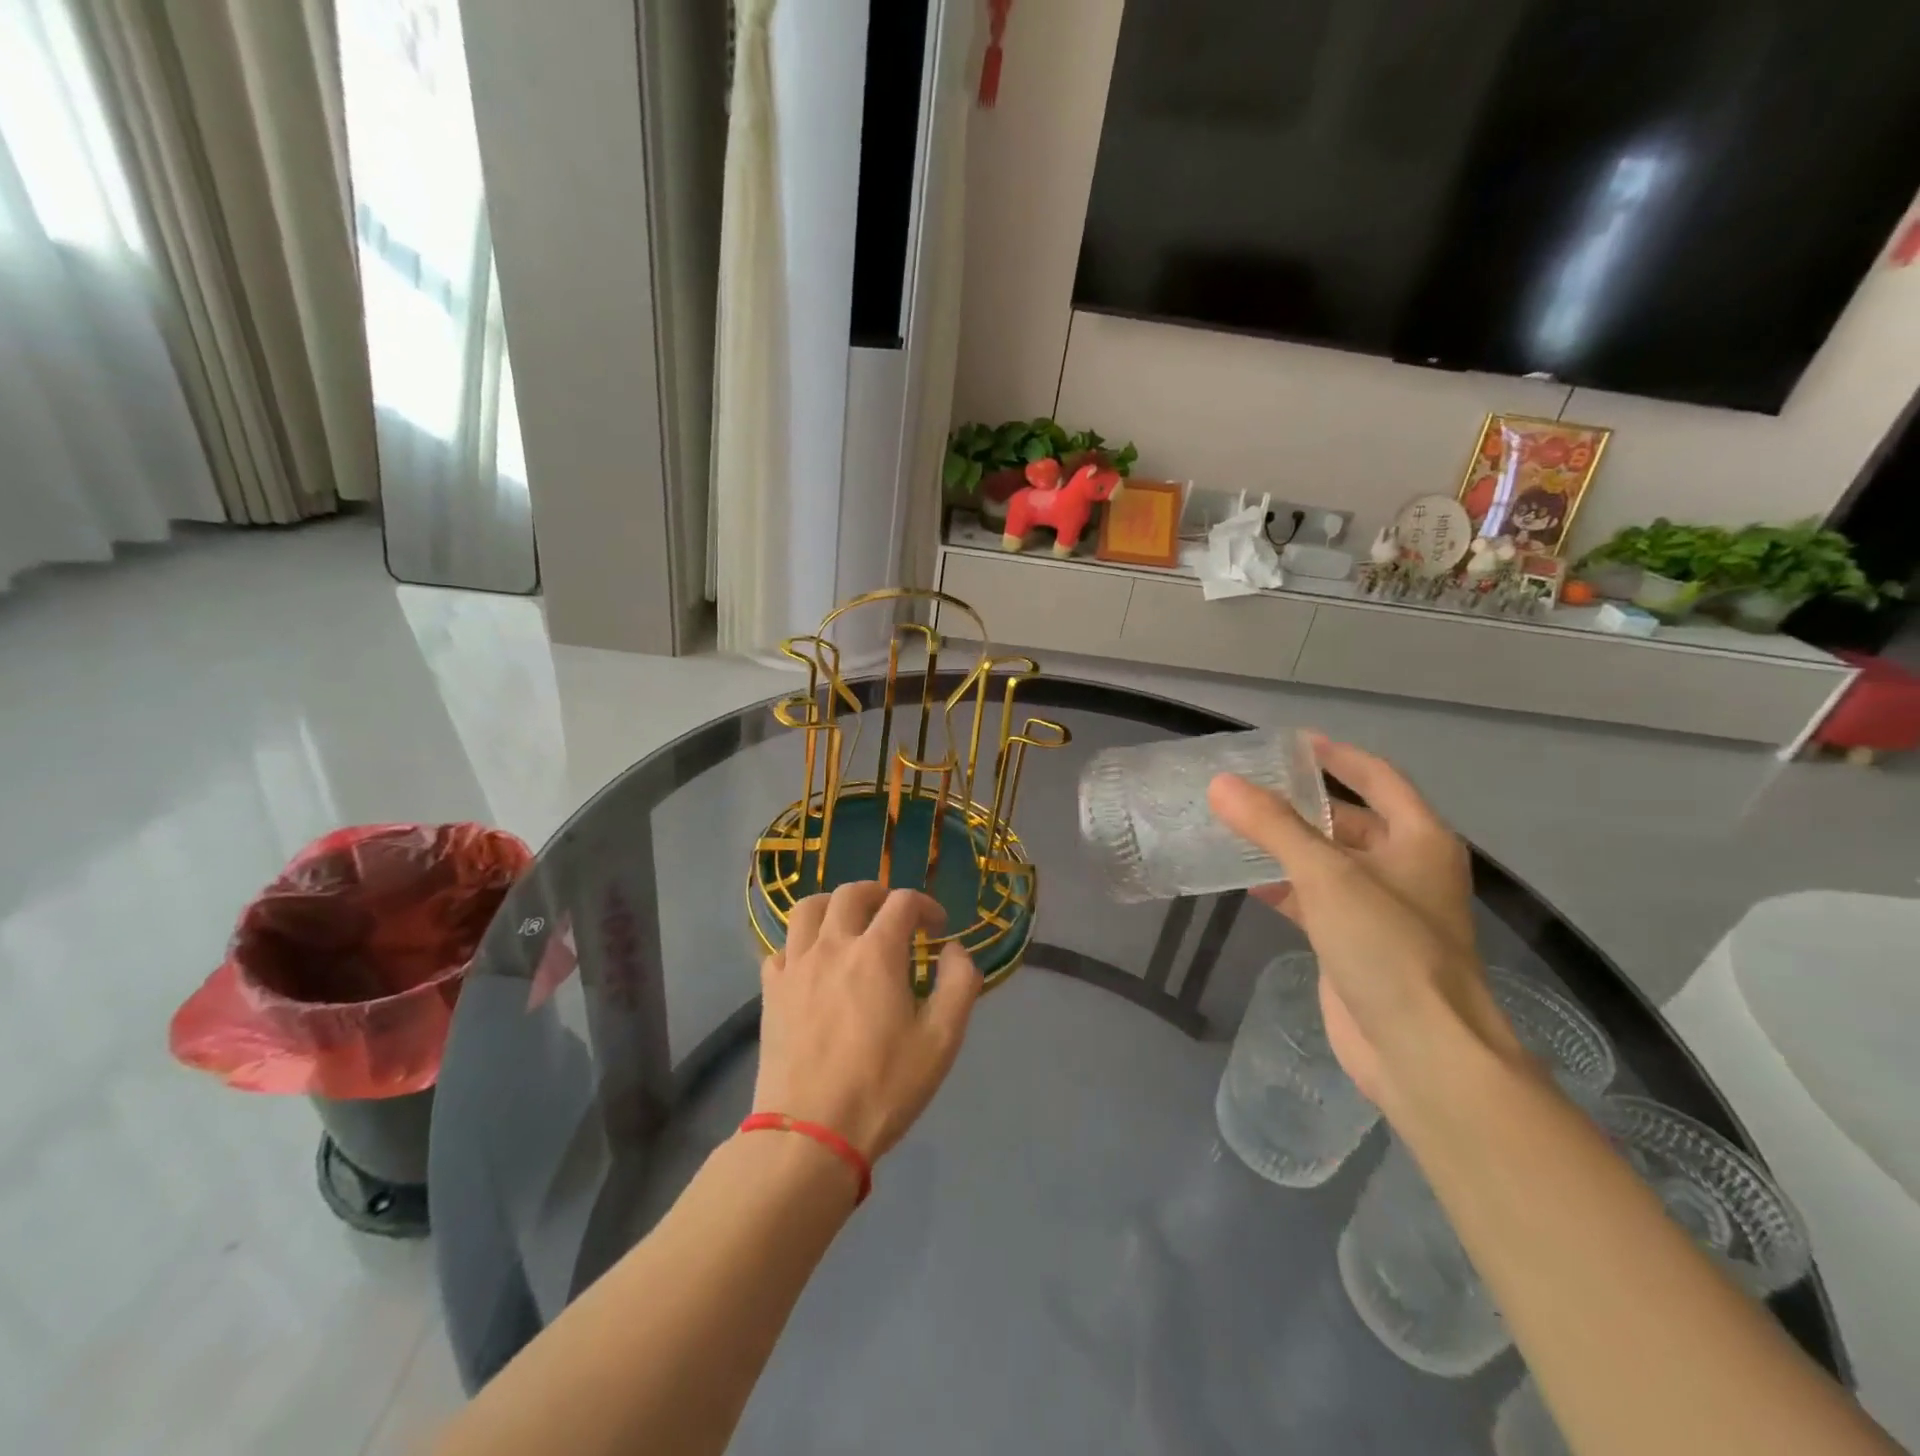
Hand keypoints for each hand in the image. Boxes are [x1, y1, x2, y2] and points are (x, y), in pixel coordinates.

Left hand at [753, 882, 980, 1162]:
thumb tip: (955, 950)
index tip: (937, 928)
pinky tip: (813, 964)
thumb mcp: (942, 1040)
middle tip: (894, 915)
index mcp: (877, 952)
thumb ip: (959, 984)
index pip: (903, 902)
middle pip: (851, 893)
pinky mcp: (771, 991)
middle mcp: (833, 946)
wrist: (810, 1134)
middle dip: (879, 894)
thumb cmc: (883, 1086)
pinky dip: (801, 943)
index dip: (925, 905)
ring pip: (808, 909)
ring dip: (833, 905)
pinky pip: (782, 947)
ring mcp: (795, 966)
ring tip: (848, 924)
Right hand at [1207, 739, 1516, 1108]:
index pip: (1377, 777)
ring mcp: (1380, 909)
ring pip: (1326, 861)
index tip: (1293, 742)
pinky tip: (1246, 881)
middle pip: (1347, 820)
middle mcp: (1404, 868)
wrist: (1420, 1051)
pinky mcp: (1354, 943)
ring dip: (1286, 846)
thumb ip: (1272, 826)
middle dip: (1299, 804)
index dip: (1337, 756)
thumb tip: (1220, 784)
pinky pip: (1314, 900)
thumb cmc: (1387, 946)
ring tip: (1234, 826)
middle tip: (1246, 787)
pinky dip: (1283, 887)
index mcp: (1419, 839)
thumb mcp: (1327, 875)